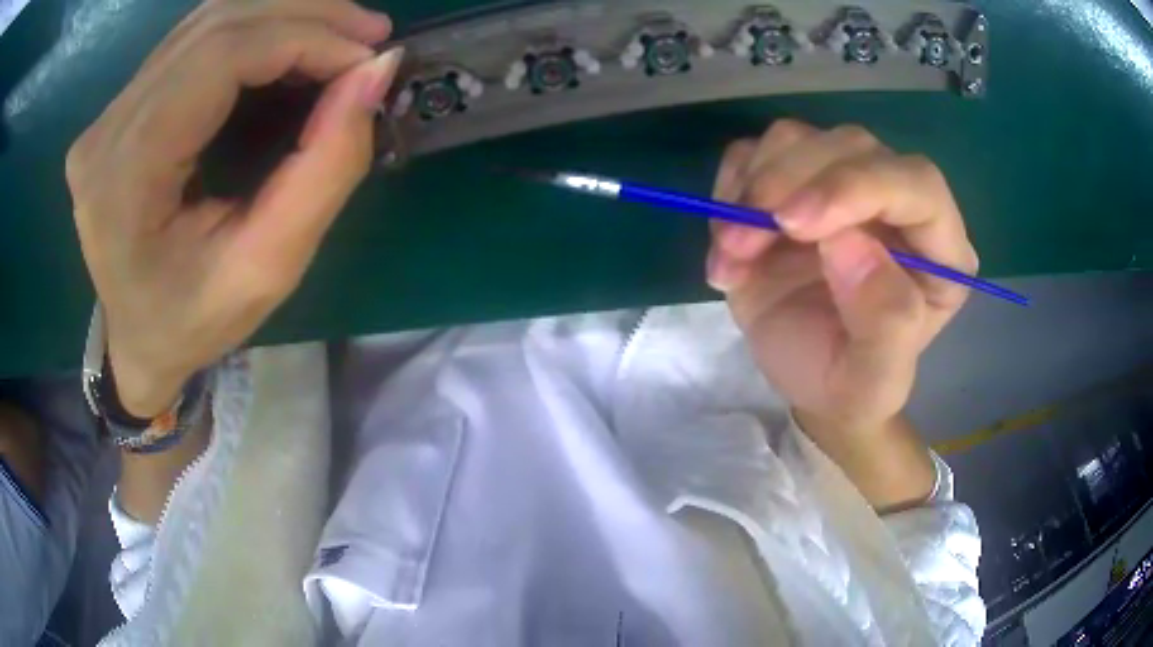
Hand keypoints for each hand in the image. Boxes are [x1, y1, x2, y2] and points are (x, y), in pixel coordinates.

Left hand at [66, 0, 401, 416]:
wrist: (138, 342)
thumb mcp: (268, 268)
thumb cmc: (194, 323)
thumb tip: (375, 72)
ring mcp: (107, 116)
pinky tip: (291, 44)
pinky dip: (253, 30)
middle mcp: (105, 132)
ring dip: (283, 14)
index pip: (217, 59)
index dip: (302, 40)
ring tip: (340, 34)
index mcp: (124, 179)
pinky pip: (192, 41)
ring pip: (205, 22)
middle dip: (303, 15)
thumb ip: (324, 168)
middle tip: (369, 33)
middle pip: (213, 27)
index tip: (368, 59)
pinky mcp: (118, 110)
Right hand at [707, 120, 977, 433]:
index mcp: (938, 248)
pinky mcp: (794, 183)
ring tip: (733, 253)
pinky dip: (730, 188)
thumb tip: (849, 243)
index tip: (795, 225)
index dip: (858, 186)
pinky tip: (728, 241)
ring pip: (798, 138)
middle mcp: (897, 203)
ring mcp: (843, 185)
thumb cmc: (847, 385)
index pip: (917, 183)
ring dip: (752, 188)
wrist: (807, 379)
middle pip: (852, 146)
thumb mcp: (871, 383)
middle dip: (789, 184)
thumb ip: (885, 324)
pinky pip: (754, 152)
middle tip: (742, 243)